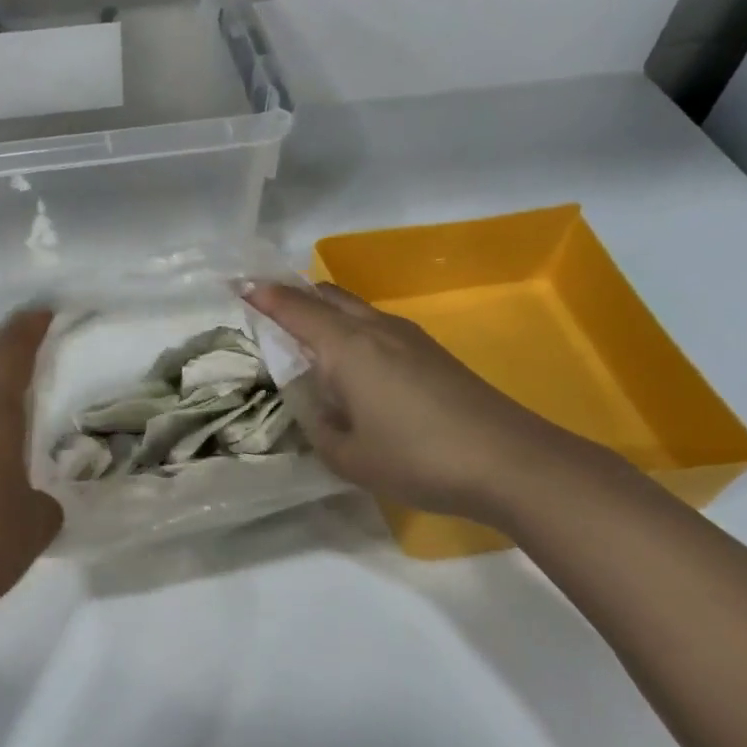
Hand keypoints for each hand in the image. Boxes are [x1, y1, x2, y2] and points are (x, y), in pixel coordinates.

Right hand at [244, 282, 598, 523]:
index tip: (238, 286)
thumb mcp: (348, 457)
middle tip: (267, 306)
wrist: (508, 460)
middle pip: (327, 295)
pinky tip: (351, 362)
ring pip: (355, 308)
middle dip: (294, 295)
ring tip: (304, 336)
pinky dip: (350, 329)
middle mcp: (376, 329)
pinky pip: (376, 326)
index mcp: (347, 348)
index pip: (296, 310)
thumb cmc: (417, 458)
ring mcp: (409, 337)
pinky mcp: (431, 353)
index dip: (264, 297)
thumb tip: (316, 407)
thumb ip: (319, 428)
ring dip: (325, 311)